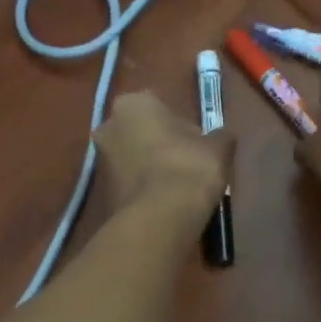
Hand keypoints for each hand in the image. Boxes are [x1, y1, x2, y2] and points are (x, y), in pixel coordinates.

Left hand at [93, 92, 231, 226]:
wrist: (161, 217)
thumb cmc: (189, 168)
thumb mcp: (218, 148)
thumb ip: (219, 137)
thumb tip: (221, 138)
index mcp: (133, 104)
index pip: (161, 108)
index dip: (181, 128)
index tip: (196, 146)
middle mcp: (108, 125)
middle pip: (140, 133)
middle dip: (159, 146)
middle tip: (185, 166)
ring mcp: (99, 160)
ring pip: (131, 159)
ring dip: (149, 169)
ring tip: (175, 189)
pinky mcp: (100, 192)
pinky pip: (127, 185)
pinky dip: (141, 191)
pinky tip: (162, 204)